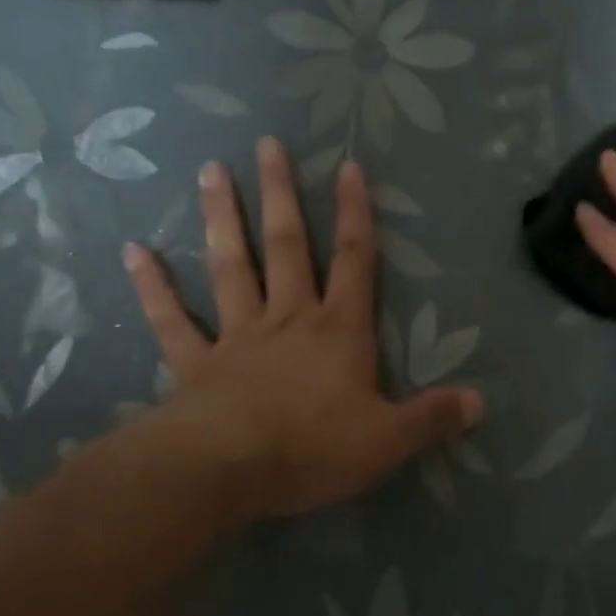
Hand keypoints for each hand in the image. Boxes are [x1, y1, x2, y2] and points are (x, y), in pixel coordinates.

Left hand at [120, 138, 482, 525]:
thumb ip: (433, 417)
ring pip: (230, 266)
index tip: (349, 167)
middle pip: (287, 246)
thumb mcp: (387, 441)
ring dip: (221, 218)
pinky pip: (171, 320)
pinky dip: (153, 286)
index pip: (356, 261)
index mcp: (337, 332)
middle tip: (267, 144)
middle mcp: (287, 320)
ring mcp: (236, 337)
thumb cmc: (311, 449)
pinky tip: (134, 251)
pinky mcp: (194, 364)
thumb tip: (481, 403)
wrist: (224, 471)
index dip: (357, 214)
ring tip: (210, 170)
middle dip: (282, 194)